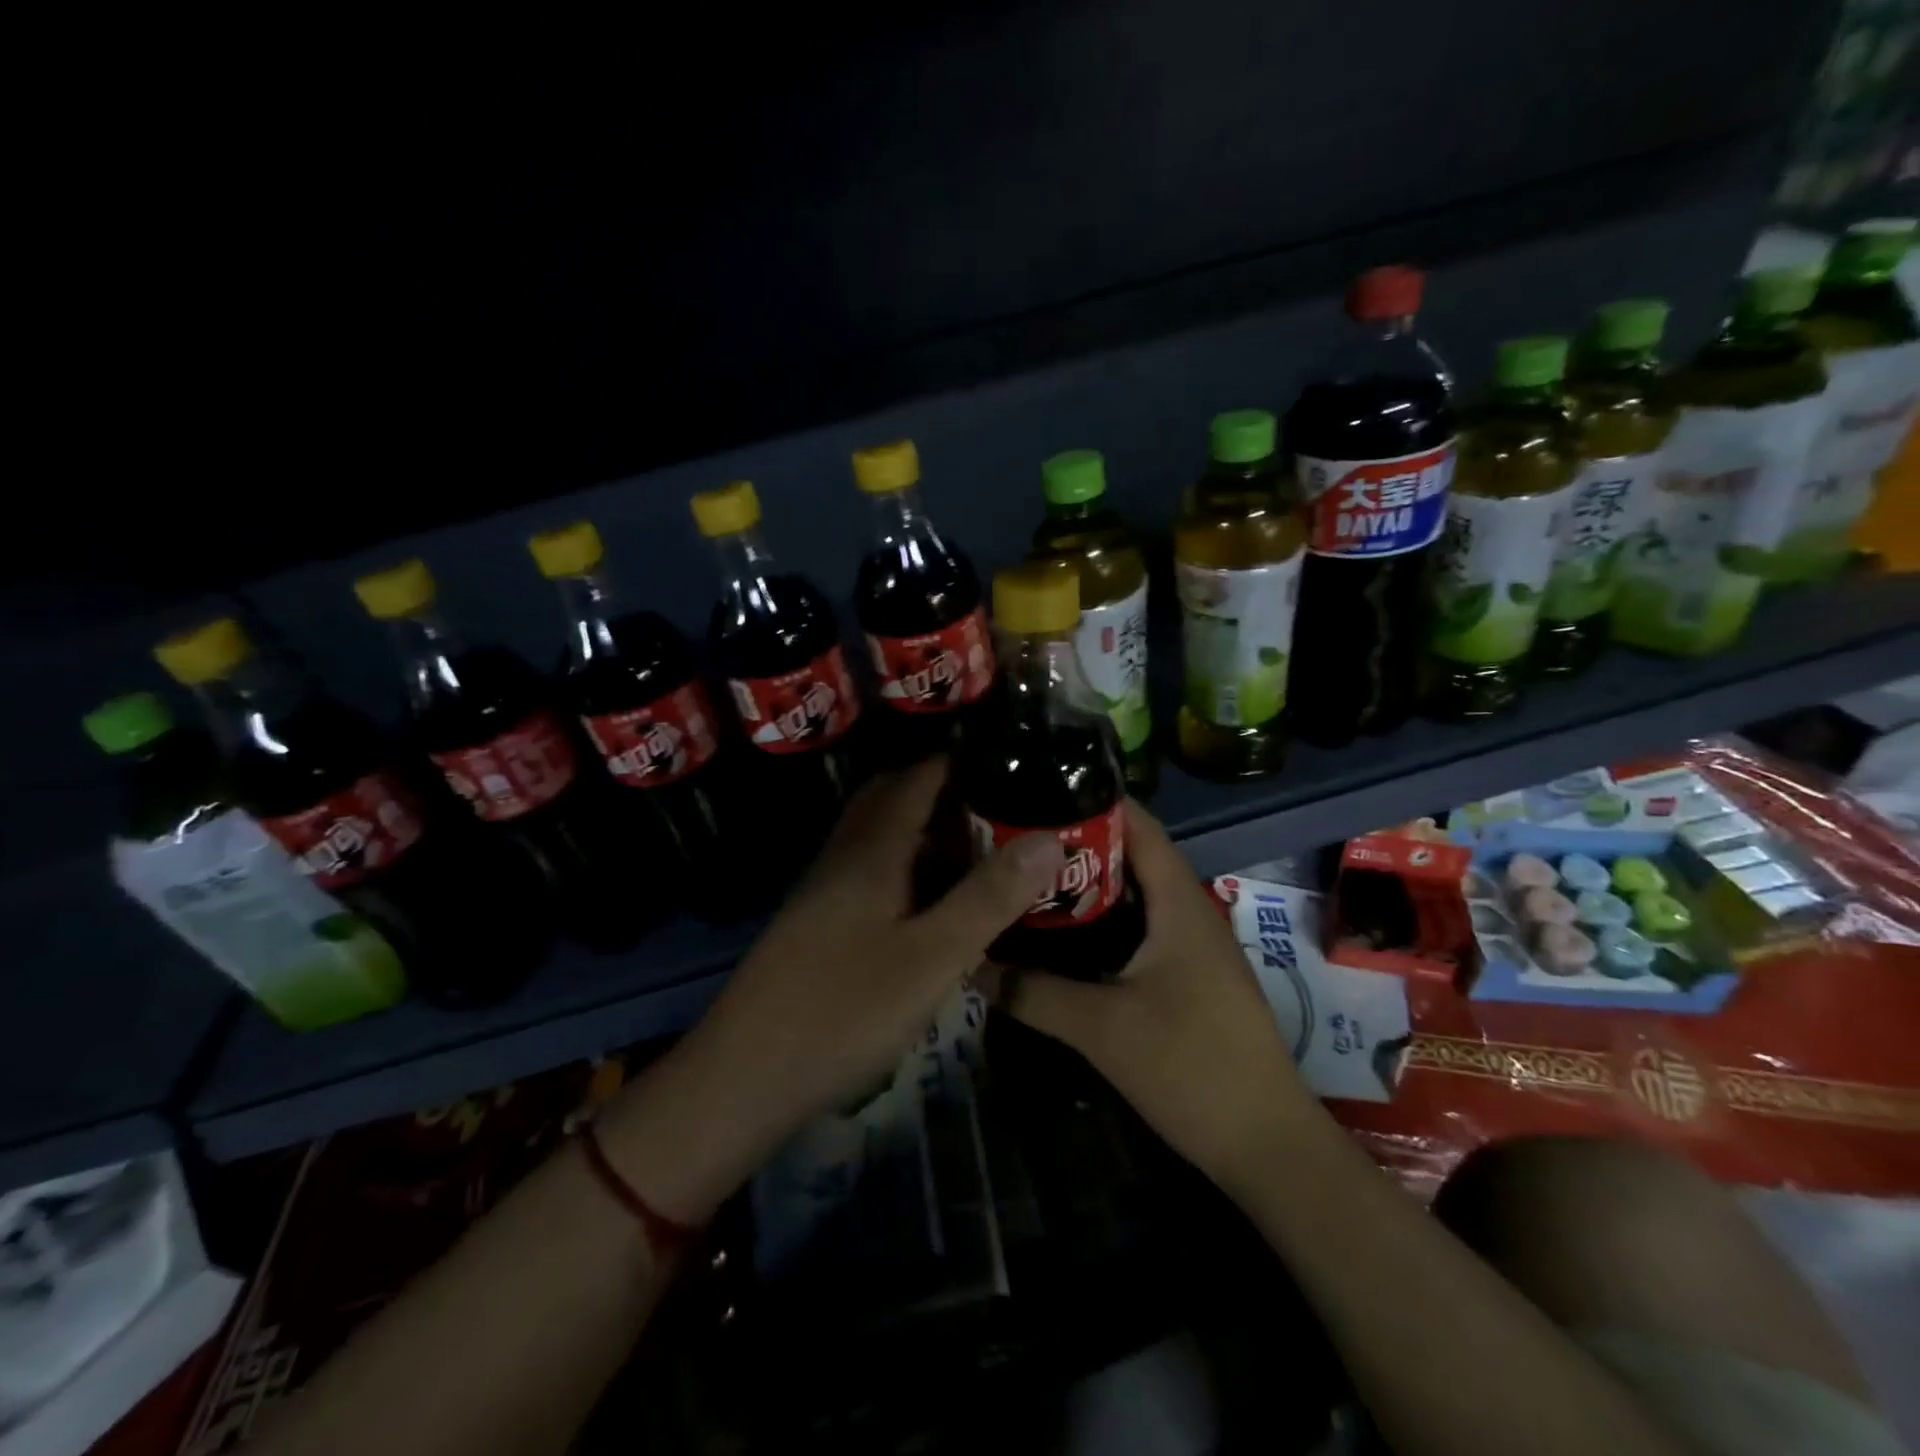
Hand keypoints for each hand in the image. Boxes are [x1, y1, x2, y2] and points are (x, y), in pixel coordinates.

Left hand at [601, 757, 1063, 1222]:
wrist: (746, 1075)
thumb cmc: (845, 1009)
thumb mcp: (933, 957)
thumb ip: (989, 897)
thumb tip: (1048, 838)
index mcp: (872, 848)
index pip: (919, 777)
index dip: (962, 760)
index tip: (1011, 760)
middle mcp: (844, 855)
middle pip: (893, 799)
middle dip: (944, 792)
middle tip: (999, 807)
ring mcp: (826, 889)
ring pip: (881, 837)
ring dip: (925, 832)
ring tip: (980, 849)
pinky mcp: (819, 923)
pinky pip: (872, 872)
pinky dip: (908, 869)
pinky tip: (933, 903)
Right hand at [1005, 800, 1306, 1188]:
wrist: (1265, 1144)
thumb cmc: (1190, 1067)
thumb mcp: (1100, 1028)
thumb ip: (1032, 992)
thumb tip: (970, 963)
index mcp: (1179, 901)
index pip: (1137, 825)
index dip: (1091, 800)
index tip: (1035, 791)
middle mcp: (1189, 910)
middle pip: (1130, 855)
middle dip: (1076, 843)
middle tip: (1015, 838)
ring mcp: (1192, 945)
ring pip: (1134, 895)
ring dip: (1087, 885)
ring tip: (1027, 878)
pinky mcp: (1188, 975)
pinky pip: (1140, 928)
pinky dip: (1102, 921)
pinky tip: (1062, 936)